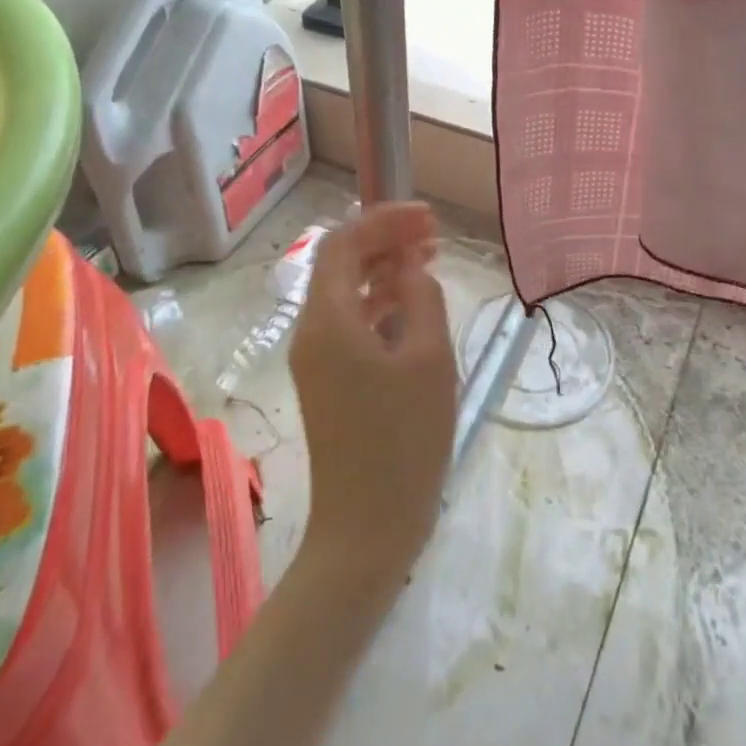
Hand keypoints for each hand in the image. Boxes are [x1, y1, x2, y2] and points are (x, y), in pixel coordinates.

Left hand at [289, 203, 458, 590]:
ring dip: (385, 269)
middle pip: (341, 263)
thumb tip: (411, 266)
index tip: (428, 216)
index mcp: (327, 320)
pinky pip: (352, 322)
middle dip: (385, 240)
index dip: (384, 220)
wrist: (366, 529)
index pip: (343, 242)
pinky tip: (414, 304)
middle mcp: (311, 331)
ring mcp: (317, 358)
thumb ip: (421, 296)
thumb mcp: (428, 357)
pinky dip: (381, 302)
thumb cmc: (403, 439)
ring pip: (347, 291)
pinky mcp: (330, 380)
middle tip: (434, 233)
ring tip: (430, 258)